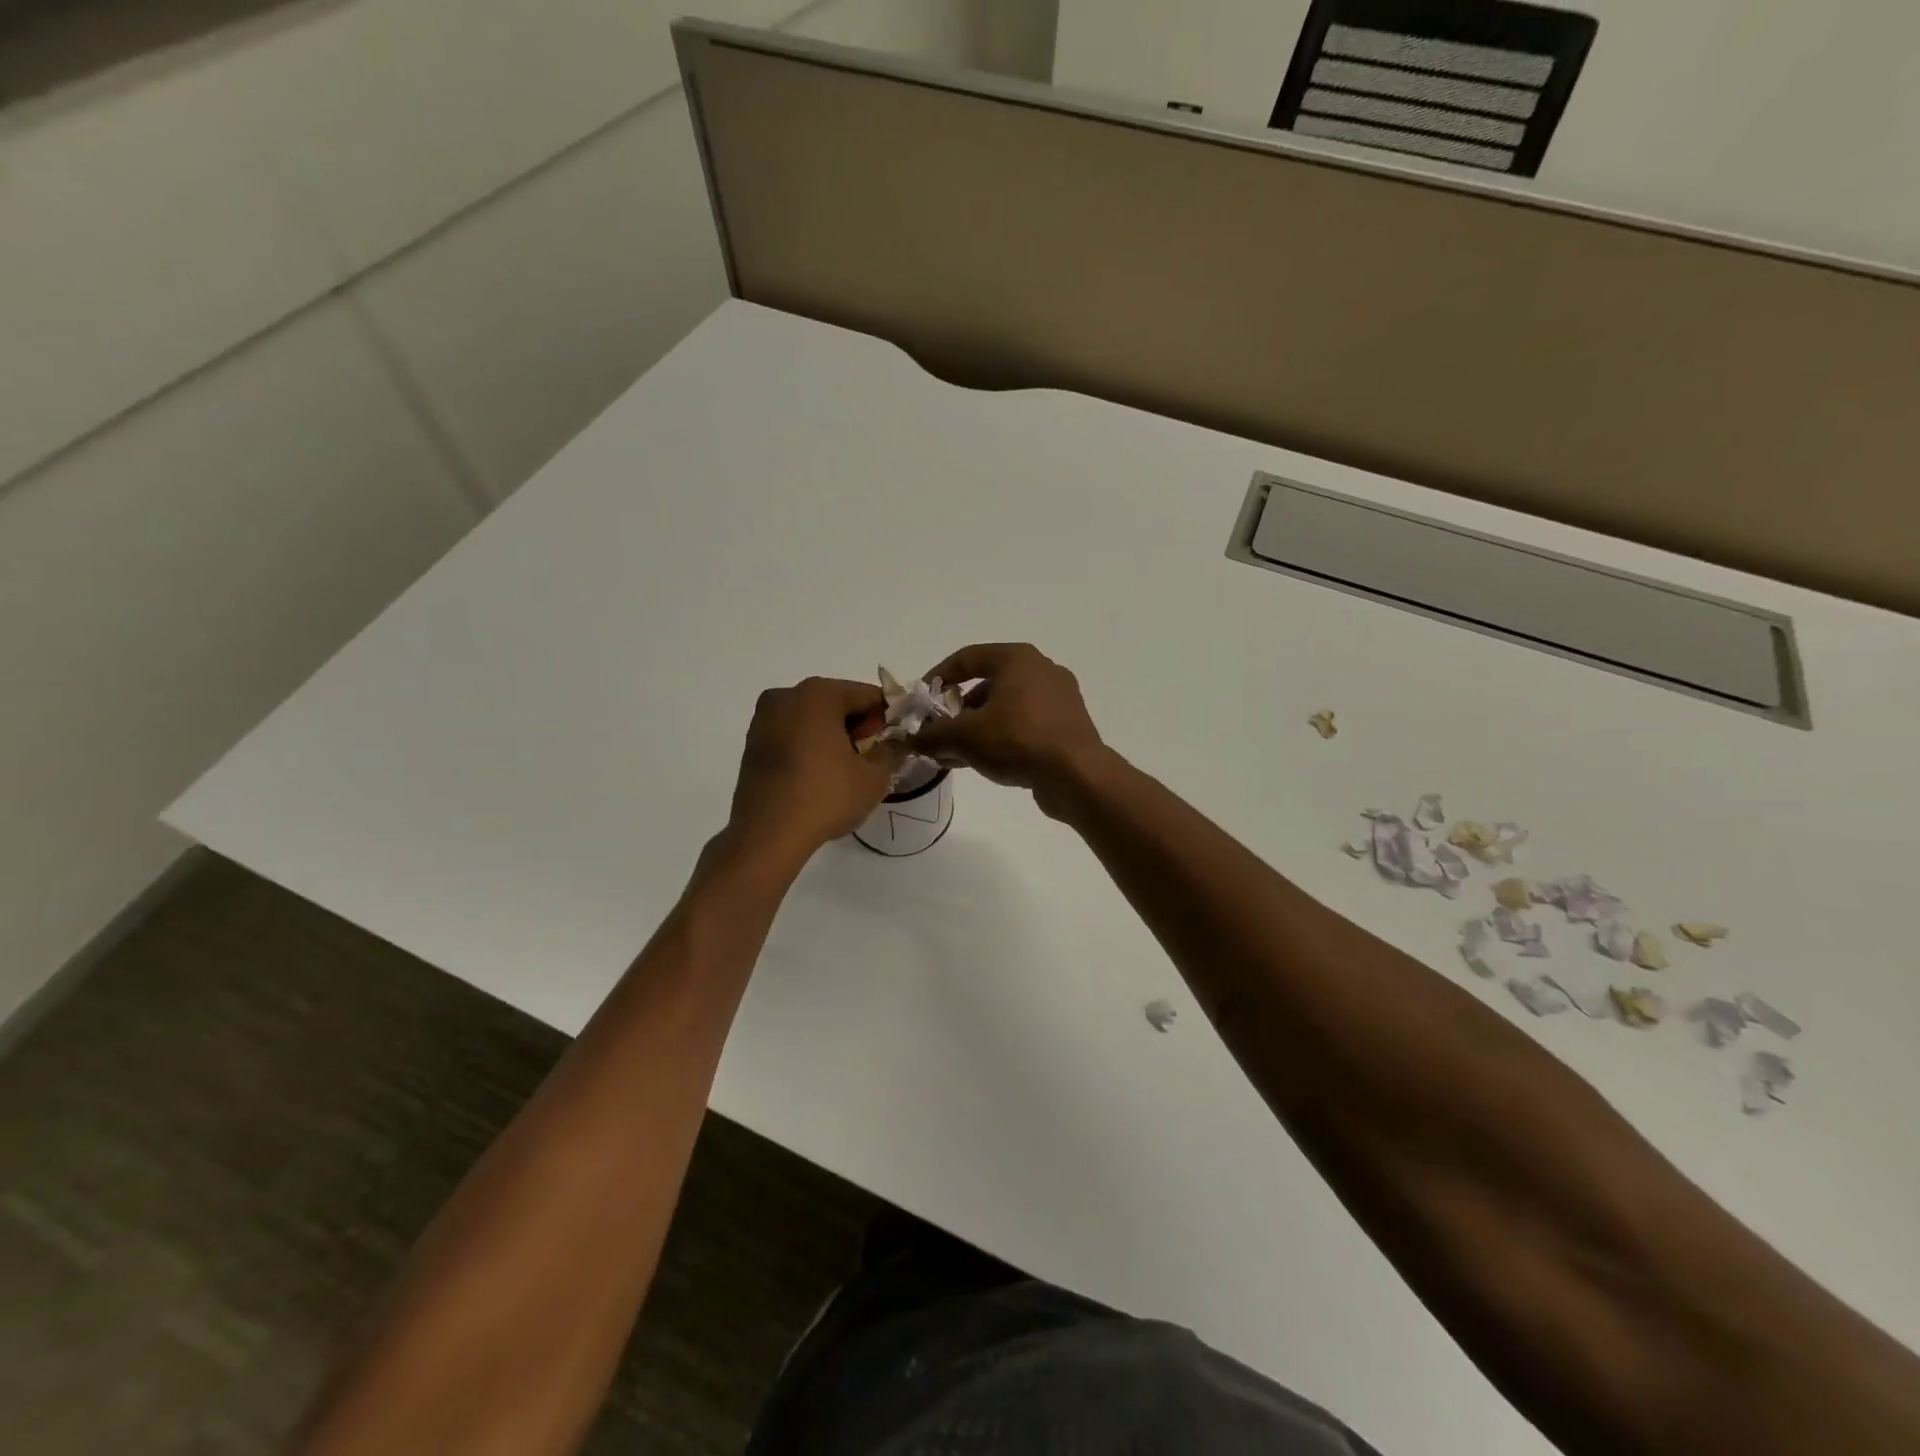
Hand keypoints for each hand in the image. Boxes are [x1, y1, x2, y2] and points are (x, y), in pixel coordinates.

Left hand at [725, 678, 904, 862]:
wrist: (767, 835)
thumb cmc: (825, 797)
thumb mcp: (874, 777)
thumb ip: (892, 751)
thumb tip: (896, 742)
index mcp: (818, 694)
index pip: (867, 695)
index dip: (889, 716)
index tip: (898, 739)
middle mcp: (786, 696)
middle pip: (837, 702)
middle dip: (858, 725)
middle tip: (874, 756)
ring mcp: (763, 719)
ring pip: (812, 718)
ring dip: (833, 735)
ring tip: (847, 769)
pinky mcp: (752, 743)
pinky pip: (792, 734)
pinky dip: (810, 745)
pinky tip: (820, 774)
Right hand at [909, 644, 1107, 818]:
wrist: (1076, 775)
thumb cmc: (1017, 740)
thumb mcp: (964, 736)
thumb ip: (933, 734)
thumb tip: (912, 738)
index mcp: (1017, 659)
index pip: (967, 658)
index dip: (938, 677)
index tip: (921, 700)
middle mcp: (1041, 670)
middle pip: (986, 685)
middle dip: (956, 711)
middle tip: (937, 733)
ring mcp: (1058, 698)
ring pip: (1005, 708)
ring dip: (976, 729)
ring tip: (954, 755)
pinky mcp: (1067, 725)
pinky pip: (1024, 725)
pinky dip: (1000, 738)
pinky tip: (982, 762)